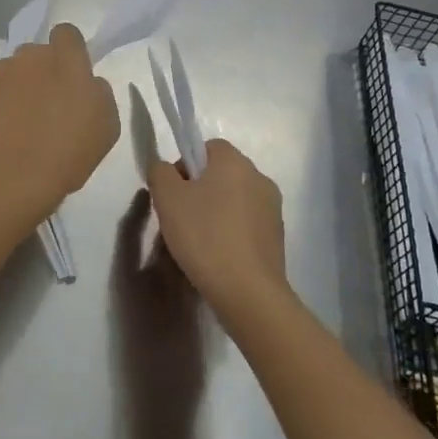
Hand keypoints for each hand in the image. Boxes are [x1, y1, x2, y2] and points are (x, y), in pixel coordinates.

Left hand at [0, 24, 119, 219]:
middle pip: (38, 53)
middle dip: (42, 70)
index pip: (67, 34)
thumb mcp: (107, 125)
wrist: (13, 177)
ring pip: (13, 70)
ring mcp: (0, 72)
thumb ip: (98, 92)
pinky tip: (1, 129)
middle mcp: (31, 56)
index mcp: (67, 60)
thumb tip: (88, 83)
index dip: (69, 50)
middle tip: (47, 104)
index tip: (71, 75)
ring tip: (20, 120)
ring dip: (18, 86)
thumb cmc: (68, 152)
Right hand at [147, 139, 287, 316]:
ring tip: (197, 242)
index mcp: (235, 162)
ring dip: (215, 212)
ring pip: (234, 200)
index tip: (173, 193)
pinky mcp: (277, 236)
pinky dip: (231, 232)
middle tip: (180, 218)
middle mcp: (259, 178)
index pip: (207, 147)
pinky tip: (217, 256)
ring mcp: (272, 208)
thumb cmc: (204, 236)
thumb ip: (160, 172)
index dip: (185, 165)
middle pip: (221, 174)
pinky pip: (246, 223)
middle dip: (199, 190)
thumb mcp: (167, 198)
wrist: (247, 291)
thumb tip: (165, 169)